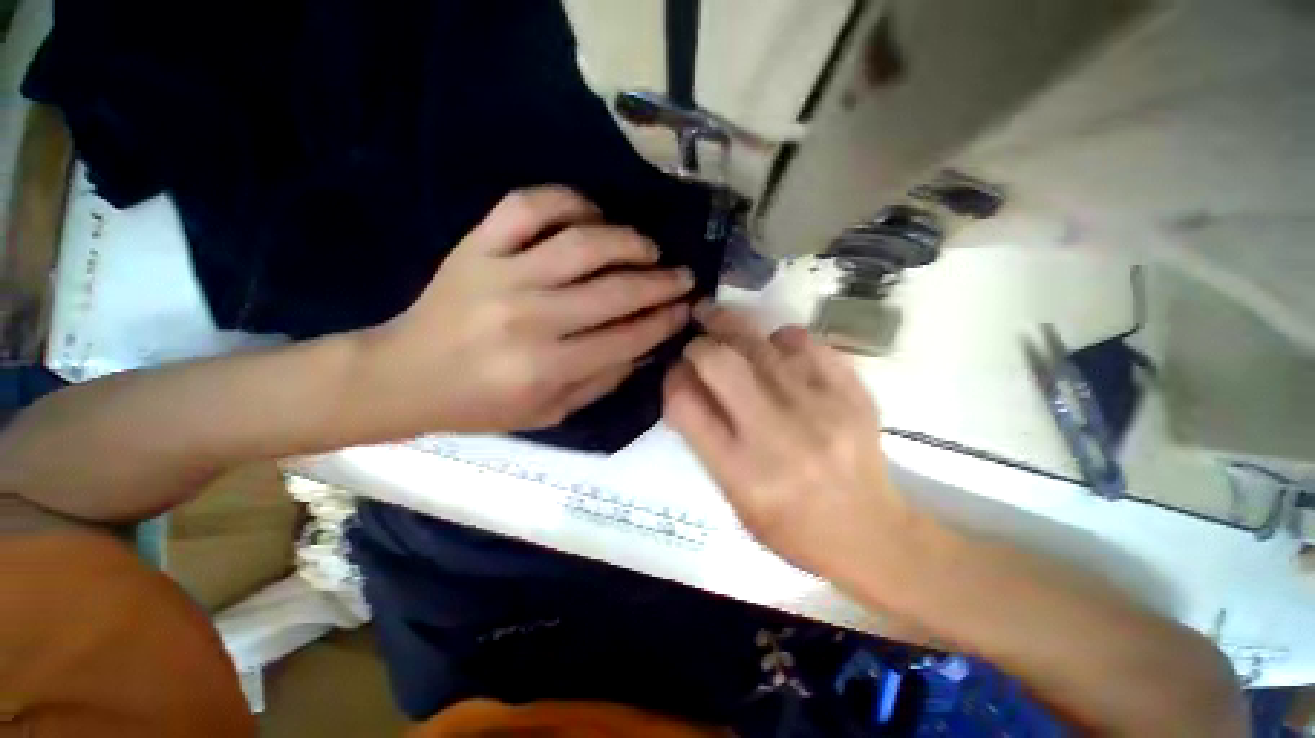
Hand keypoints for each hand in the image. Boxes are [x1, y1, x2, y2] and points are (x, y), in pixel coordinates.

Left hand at [369, 186, 693, 433]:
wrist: (407, 376)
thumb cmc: (483, 405)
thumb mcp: (552, 412)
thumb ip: (603, 380)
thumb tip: (647, 346)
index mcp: (546, 369)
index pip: (626, 338)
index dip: (663, 321)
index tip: (686, 309)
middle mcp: (529, 319)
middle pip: (614, 291)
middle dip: (661, 282)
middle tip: (683, 276)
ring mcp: (501, 275)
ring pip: (582, 243)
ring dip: (628, 241)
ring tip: (649, 249)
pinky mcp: (476, 246)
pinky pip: (528, 206)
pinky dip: (568, 201)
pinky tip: (593, 215)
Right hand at [663, 303, 927, 587]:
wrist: (871, 534)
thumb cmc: (791, 525)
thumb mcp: (733, 497)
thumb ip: (706, 439)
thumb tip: (689, 382)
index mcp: (740, 471)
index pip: (685, 404)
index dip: (672, 379)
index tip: (676, 373)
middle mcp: (776, 435)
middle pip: (719, 362)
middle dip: (699, 343)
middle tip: (697, 336)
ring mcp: (819, 408)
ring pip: (760, 343)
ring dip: (733, 327)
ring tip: (721, 321)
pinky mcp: (851, 393)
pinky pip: (805, 342)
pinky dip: (781, 337)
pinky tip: (775, 346)